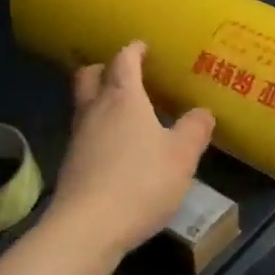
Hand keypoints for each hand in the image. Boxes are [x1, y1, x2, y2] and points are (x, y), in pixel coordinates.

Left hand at [50, 42, 214, 257]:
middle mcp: (95, 111)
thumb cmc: (141, 182)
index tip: (142, 47)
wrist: (88, 227)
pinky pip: (85, 134)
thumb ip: (194, 130)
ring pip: (84, 106)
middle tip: (125, 74)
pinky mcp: (71, 166)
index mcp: (123, 99)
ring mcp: (78, 139)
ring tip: (125, 112)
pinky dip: (99, 130)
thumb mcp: (182, 156)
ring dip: (100, 101)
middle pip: (89, 76)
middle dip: (105, 69)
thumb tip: (202, 112)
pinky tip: (116, 148)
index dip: (133, 51)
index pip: (123, 61)